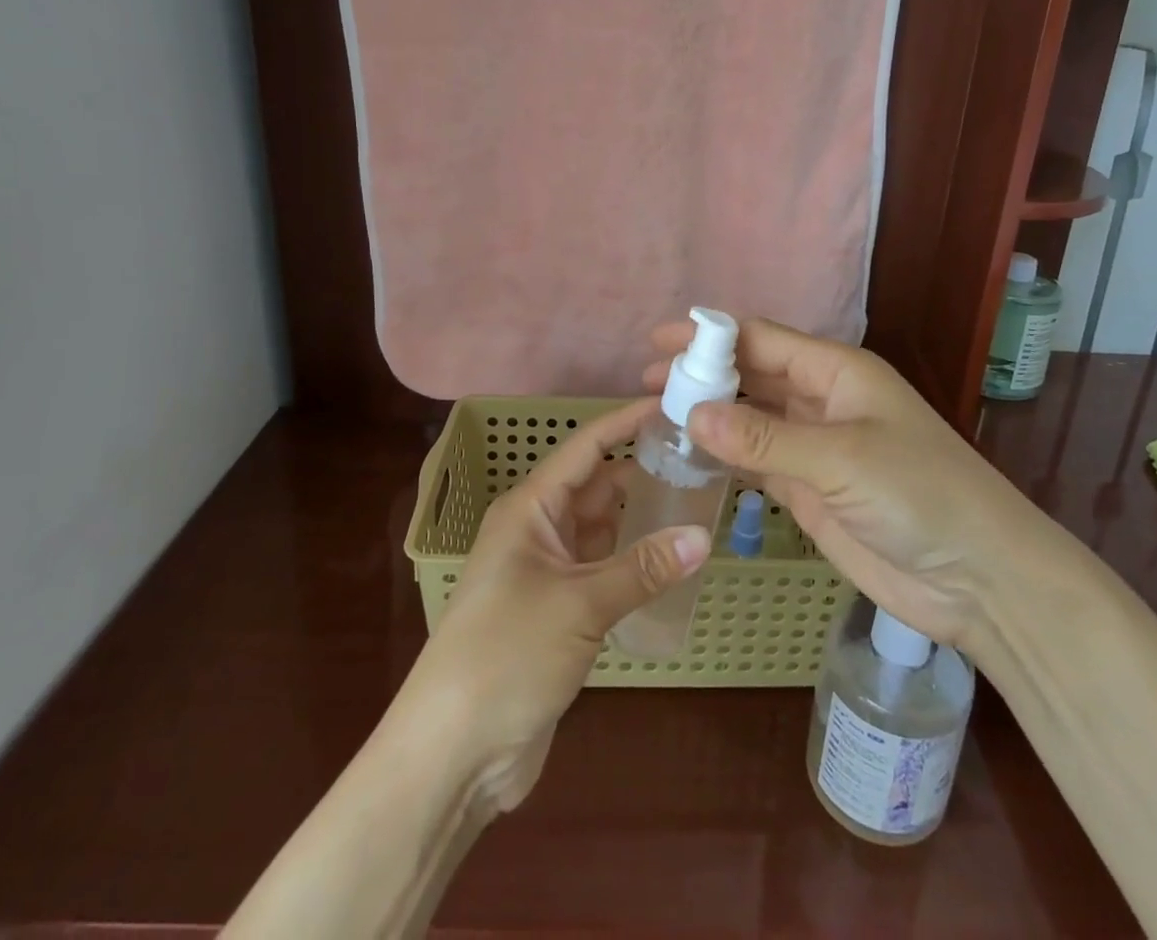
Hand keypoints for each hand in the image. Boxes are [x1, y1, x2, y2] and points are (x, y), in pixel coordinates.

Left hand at [407, 398, 709, 809]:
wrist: (453, 752)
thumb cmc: (506, 654)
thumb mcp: (579, 604)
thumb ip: (642, 568)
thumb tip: (703, 537)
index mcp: (529, 509)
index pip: (586, 449)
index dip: (625, 423)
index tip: (671, 404)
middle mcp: (538, 531)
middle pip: (597, 487)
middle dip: (642, 471)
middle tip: (701, 460)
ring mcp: (547, 573)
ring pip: (602, 529)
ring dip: (640, 519)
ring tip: (697, 504)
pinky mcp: (558, 613)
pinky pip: (603, 570)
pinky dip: (633, 563)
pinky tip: (671, 563)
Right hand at [646, 318, 1062, 649]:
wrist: (978, 578)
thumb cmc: (919, 495)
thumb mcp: (840, 458)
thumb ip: (764, 437)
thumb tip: (692, 412)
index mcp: (837, 372)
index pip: (762, 340)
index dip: (710, 336)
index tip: (660, 340)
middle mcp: (822, 401)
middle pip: (752, 376)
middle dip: (702, 374)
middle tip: (647, 380)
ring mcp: (815, 447)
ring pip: (751, 418)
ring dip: (709, 414)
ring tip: (656, 416)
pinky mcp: (810, 490)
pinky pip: (757, 462)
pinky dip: (724, 456)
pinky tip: (690, 456)